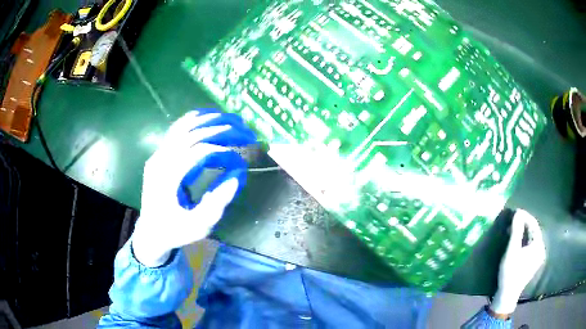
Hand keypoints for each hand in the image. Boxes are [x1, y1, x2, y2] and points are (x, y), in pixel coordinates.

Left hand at [132, 109, 256, 266]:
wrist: (151, 232)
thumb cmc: (175, 231)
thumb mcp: (198, 226)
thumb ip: (217, 202)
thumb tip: (237, 174)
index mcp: (168, 178)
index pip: (198, 152)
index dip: (223, 151)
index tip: (241, 158)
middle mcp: (161, 161)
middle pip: (192, 134)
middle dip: (221, 129)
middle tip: (244, 130)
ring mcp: (158, 155)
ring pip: (183, 127)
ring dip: (208, 120)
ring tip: (230, 119)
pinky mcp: (159, 155)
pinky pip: (176, 130)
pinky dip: (192, 120)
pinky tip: (206, 116)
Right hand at [491, 209, 546, 315]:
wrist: (507, 294)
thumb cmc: (510, 272)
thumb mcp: (512, 250)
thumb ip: (516, 230)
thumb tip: (518, 212)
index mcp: (538, 245)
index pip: (534, 224)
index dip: (525, 216)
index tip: (515, 212)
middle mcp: (541, 249)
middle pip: (533, 231)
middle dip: (523, 225)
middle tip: (513, 222)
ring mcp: (538, 257)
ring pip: (532, 239)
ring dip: (523, 233)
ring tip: (513, 231)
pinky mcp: (533, 263)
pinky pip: (530, 246)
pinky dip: (524, 241)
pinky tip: (517, 243)